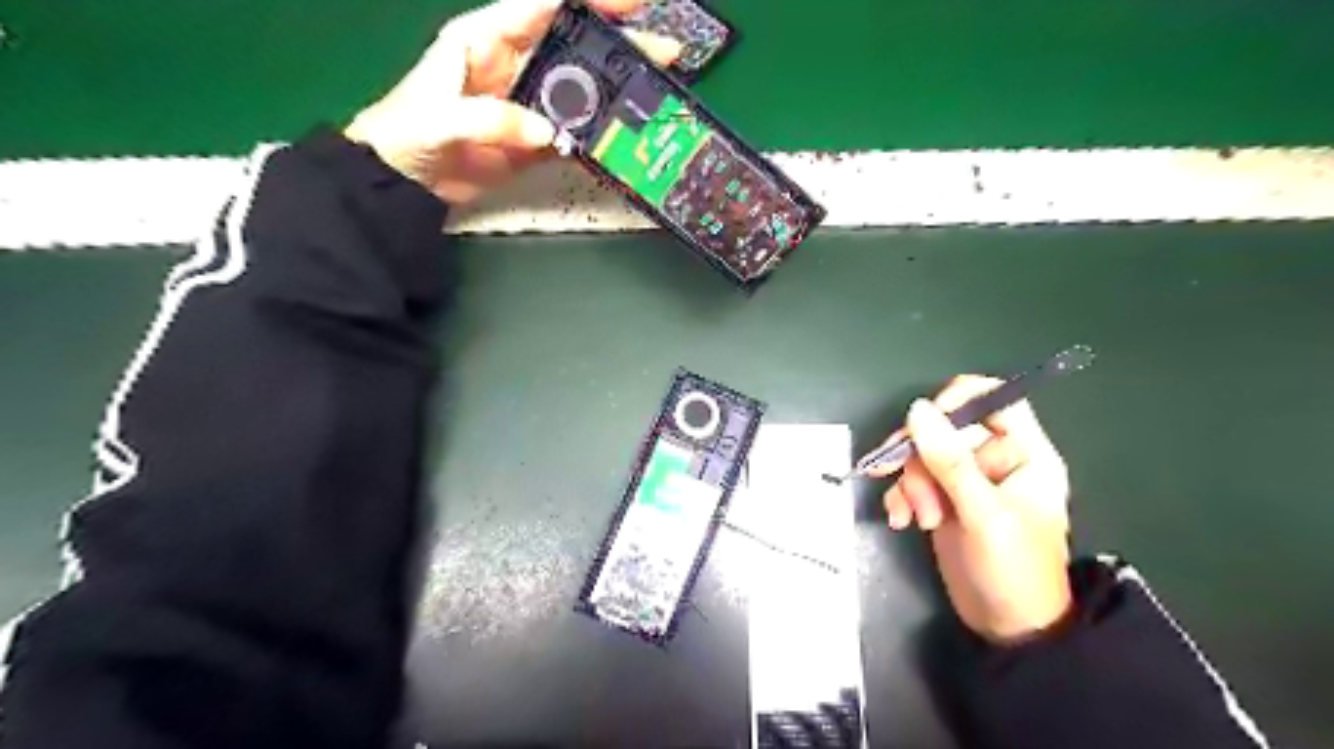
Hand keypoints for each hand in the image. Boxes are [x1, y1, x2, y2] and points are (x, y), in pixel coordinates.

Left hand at [344, 1, 678, 203]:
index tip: (631, 3)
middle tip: (664, 52)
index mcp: (487, 39)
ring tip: (655, 94)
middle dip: (621, 44)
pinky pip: (574, 133)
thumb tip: (550, 133)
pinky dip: (598, 135)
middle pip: (577, 46)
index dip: (590, 0)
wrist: (405, 180)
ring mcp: (531, 104)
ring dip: (618, 92)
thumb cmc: (408, 133)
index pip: (544, 5)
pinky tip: (624, 135)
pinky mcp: (537, 140)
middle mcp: (516, 64)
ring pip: (583, 91)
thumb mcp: (441, 117)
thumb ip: (493, 119)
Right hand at [877, 378, 1068, 645]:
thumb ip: (950, 461)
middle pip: (944, 428)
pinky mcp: (942, 498)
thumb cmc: (1013, 570)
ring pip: (922, 455)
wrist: (1006, 627)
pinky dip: (901, 497)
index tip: (925, 421)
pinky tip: (900, 519)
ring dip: (910, 484)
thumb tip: (917, 409)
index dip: (958, 400)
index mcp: (1024, 453)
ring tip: (917, 517)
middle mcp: (994, 459)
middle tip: (911, 486)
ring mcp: (965, 480)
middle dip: (921, 458)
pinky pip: (911, 480)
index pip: (994, 398)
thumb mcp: (983, 513)